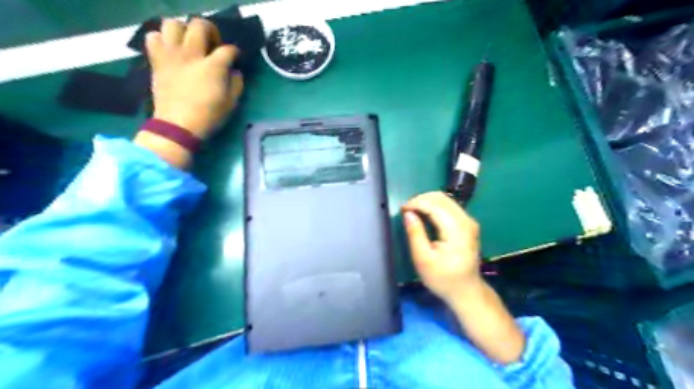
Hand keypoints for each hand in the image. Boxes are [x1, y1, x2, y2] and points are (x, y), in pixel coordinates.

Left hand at [146, 19, 243, 139]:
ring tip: (189, 42)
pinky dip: (162, 39)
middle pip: (199, 25)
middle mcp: (191, 54)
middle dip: (210, 30)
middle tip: (212, 43)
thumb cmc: (208, 117)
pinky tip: (170, 50)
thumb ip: (236, 84)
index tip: (235, 58)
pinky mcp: (157, 60)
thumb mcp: (231, 104)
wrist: (178, 126)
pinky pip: (153, 37)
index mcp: (213, 67)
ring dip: (183, 30)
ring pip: (173, 24)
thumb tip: (234, 71)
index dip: (234, 52)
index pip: (228, 49)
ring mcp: (172, 55)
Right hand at [402, 191, 483, 303]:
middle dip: (421, 200)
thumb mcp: (423, 260)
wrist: (467, 291)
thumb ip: (415, 234)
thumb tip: (408, 213)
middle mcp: (465, 221)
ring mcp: (468, 221)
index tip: (401, 209)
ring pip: (445, 200)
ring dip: (427, 202)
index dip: (416, 203)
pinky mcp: (467, 224)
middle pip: (441, 198)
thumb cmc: (443, 279)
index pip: (434, 206)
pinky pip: (449, 206)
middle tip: (406, 211)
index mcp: (456, 230)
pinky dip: (434, 206)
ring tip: (412, 212)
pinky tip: (424, 214)